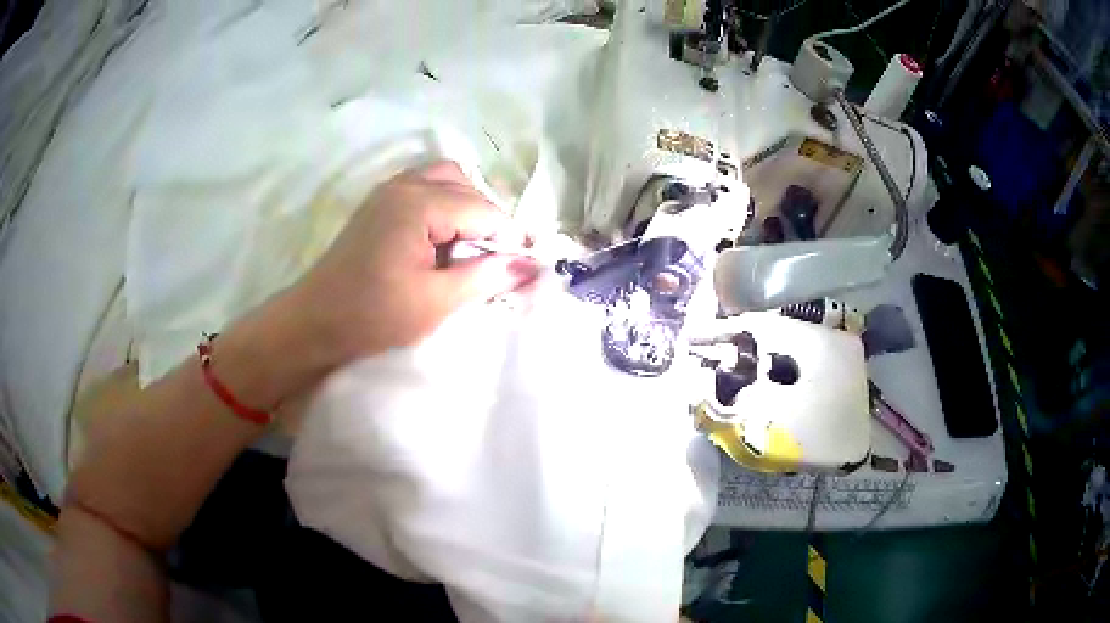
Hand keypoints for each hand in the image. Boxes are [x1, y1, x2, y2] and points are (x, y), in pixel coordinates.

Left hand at [288, 161, 538, 369]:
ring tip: (473, 244)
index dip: (511, 237)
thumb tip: (531, 266)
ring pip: (446, 179)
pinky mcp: (379, 203)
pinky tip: (445, 237)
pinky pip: (425, 187)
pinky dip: (445, 204)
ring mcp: (389, 190)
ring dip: (468, 205)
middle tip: (499, 258)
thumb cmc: (372, 315)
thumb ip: (485, 277)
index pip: (483, 210)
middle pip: (467, 187)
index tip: (530, 264)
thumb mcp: (435, 301)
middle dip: (490, 219)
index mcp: (419, 204)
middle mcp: (405, 185)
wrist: (314, 322)